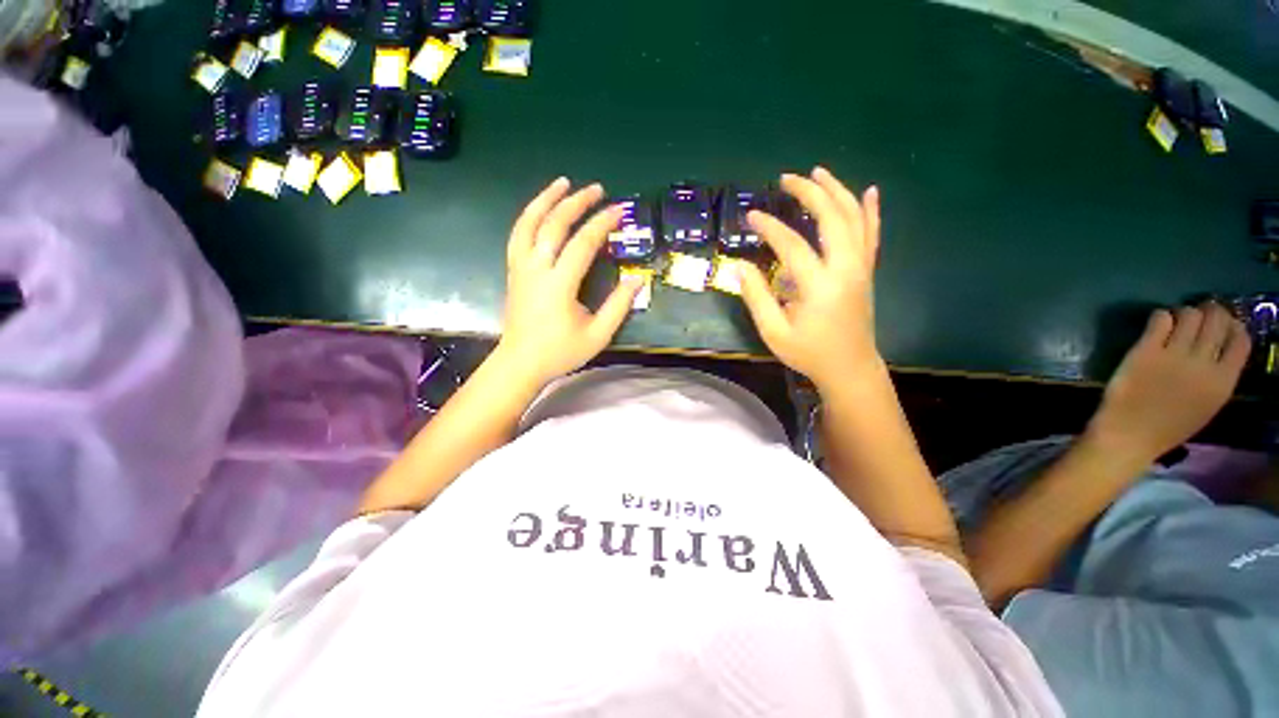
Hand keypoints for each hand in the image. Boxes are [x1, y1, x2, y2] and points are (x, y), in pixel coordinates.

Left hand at [498, 178, 642, 385]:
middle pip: (554, 225)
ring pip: (529, 223)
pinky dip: (529, 216)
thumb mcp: (597, 335)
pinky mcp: (514, 271)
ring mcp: (521, 267)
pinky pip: (518, 235)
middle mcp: (537, 268)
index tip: (619, 211)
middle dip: (577, 203)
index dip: (602, 224)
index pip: (582, 243)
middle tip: (597, 189)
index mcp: (559, 284)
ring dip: (546, 199)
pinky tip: (540, 209)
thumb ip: (618, 306)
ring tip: (563, 182)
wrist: (521, 362)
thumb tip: (637, 280)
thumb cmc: (560, 351)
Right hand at [737, 167, 881, 388]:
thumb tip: (740, 266)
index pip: (792, 245)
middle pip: (831, 217)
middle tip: (786, 179)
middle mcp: (846, 268)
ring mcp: (861, 267)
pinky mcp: (867, 271)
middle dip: (809, 192)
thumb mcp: (774, 332)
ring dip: (837, 191)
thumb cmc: (808, 353)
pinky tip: (869, 191)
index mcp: (819, 286)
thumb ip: (756, 297)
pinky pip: (872, 234)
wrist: (850, 368)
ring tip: (818, 173)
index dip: (769, 227)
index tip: (751, 215)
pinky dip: (870, 211)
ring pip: (854, 218)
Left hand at [1085, 303, 1250, 464]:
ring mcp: (1174, 355)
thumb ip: (1218, 376)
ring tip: (1177, 320)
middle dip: (1210, 312)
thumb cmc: (1169, 425)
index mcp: (1224, 382)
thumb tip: (1220, 348)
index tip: (1224, 324)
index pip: (1241, 340)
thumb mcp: (1208, 404)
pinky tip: (1158, 325)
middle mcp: (1203, 364)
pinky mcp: (1145, 351)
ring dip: (1185, 313)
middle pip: (1216, 321)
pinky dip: (1161, 316)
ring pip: (1189, 315)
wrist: (1130, 434)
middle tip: (1200, 314)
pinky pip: (1160, 319)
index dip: (1233, 326)